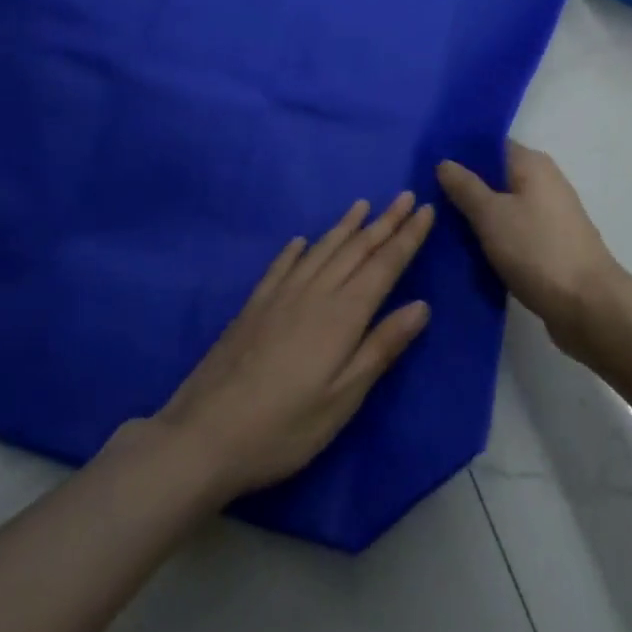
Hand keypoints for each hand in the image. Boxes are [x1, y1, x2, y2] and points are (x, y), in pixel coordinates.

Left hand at [143, 193, 434, 503]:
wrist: (204, 435)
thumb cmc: (284, 427)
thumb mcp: (343, 399)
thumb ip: (381, 347)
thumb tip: (421, 305)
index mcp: (343, 315)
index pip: (384, 265)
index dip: (407, 237)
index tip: (426, 210)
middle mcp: (315, 292)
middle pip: (357, 249)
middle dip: (385, 222)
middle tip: (406, 196)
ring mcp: (281, 295)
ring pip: (322, 249)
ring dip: (346, 226)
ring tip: (363, 205)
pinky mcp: (254, 306)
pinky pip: (281, 266)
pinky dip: (296, 249)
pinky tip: (300, 240)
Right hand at [438, 143, 624, 353]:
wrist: (589, 306)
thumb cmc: (537, 250)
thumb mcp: (491, 215)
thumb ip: (465, 187)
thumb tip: (445, 162)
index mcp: (532, 164)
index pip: (490, 145)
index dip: (460, 153)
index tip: (427, 164)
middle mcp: (544, 182)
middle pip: (496, 176)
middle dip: (464, 187)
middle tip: (425, 198)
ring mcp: (550, 215)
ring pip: (504, 206)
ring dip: (477, 216)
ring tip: (439, 225)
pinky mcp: (550, 245)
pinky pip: (514, 231)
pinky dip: (494, 237)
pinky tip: (467, 250)